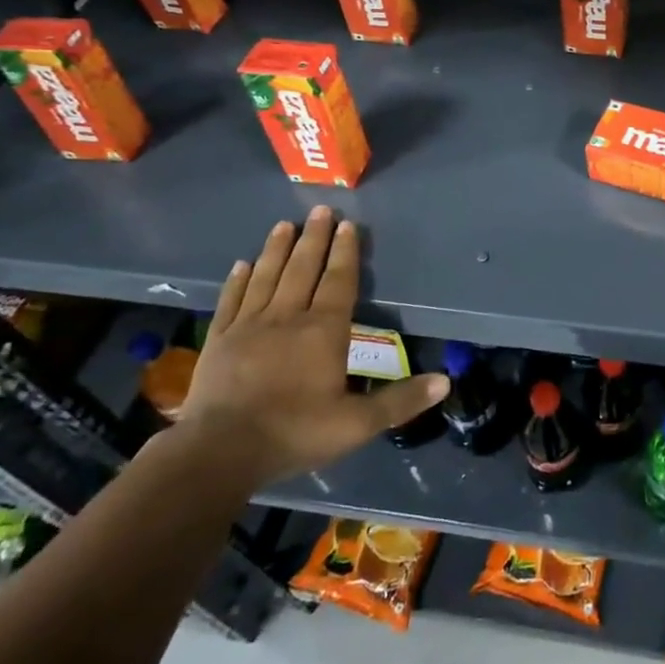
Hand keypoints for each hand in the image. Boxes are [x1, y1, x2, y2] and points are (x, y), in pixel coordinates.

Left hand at [175, 207, 446, 486]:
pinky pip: (232, 299)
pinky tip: (243, 264)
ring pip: (267, 276)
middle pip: (303, 268)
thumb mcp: (357, 424)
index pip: (339, 281)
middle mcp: (288, 317)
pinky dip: (239, 279)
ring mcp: (249, 326)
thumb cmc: (294, 433)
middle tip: (320, 210)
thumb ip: (400, 400)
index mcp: (324, 331)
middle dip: (314, 238)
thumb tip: (446, 381)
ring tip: (284, 225)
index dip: (345, 252)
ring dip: (277, 249)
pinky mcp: (220, 340)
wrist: (219, 453)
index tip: (348, 224)